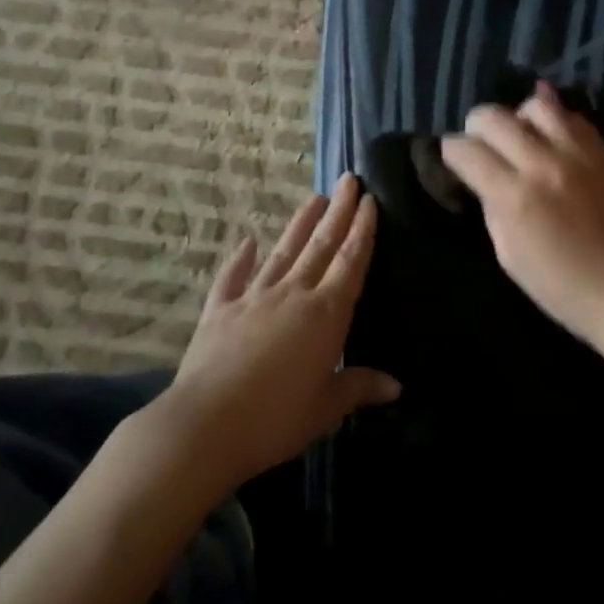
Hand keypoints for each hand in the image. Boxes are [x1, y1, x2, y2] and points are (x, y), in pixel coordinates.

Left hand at [159, 174, 399, 489]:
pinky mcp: (220, 309)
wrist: (206, 424)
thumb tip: (397, 386)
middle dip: (338, 211)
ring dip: (300, 224)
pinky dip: (241, 259)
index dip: (362, 231)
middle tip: (348, 179)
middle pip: (321, 245)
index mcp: (325, 314)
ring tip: (314, 198)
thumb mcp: (326, 407)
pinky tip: (248, 242)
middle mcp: (292, 294)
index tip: (369, 201)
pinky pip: (233, 277)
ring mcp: (253, 297)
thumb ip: (359, 387)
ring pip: (283, 252)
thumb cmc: (276, 418)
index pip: (350, 262)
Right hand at [441, 82, 603, 345]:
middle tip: (481, 145)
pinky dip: (554, 120)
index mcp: (513, 197)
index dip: (451, 151)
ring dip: (518, 116)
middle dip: (476, 127)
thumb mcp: (507, 254)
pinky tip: (549, 136)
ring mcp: (577, 154)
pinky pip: (573, 117)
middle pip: (493, 116)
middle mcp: (542, 164)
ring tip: (520, 137)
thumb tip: (483, 177)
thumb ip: (492, 206)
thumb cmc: (558, 285)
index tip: (454, 159)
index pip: (465, 150)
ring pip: (536, 104)